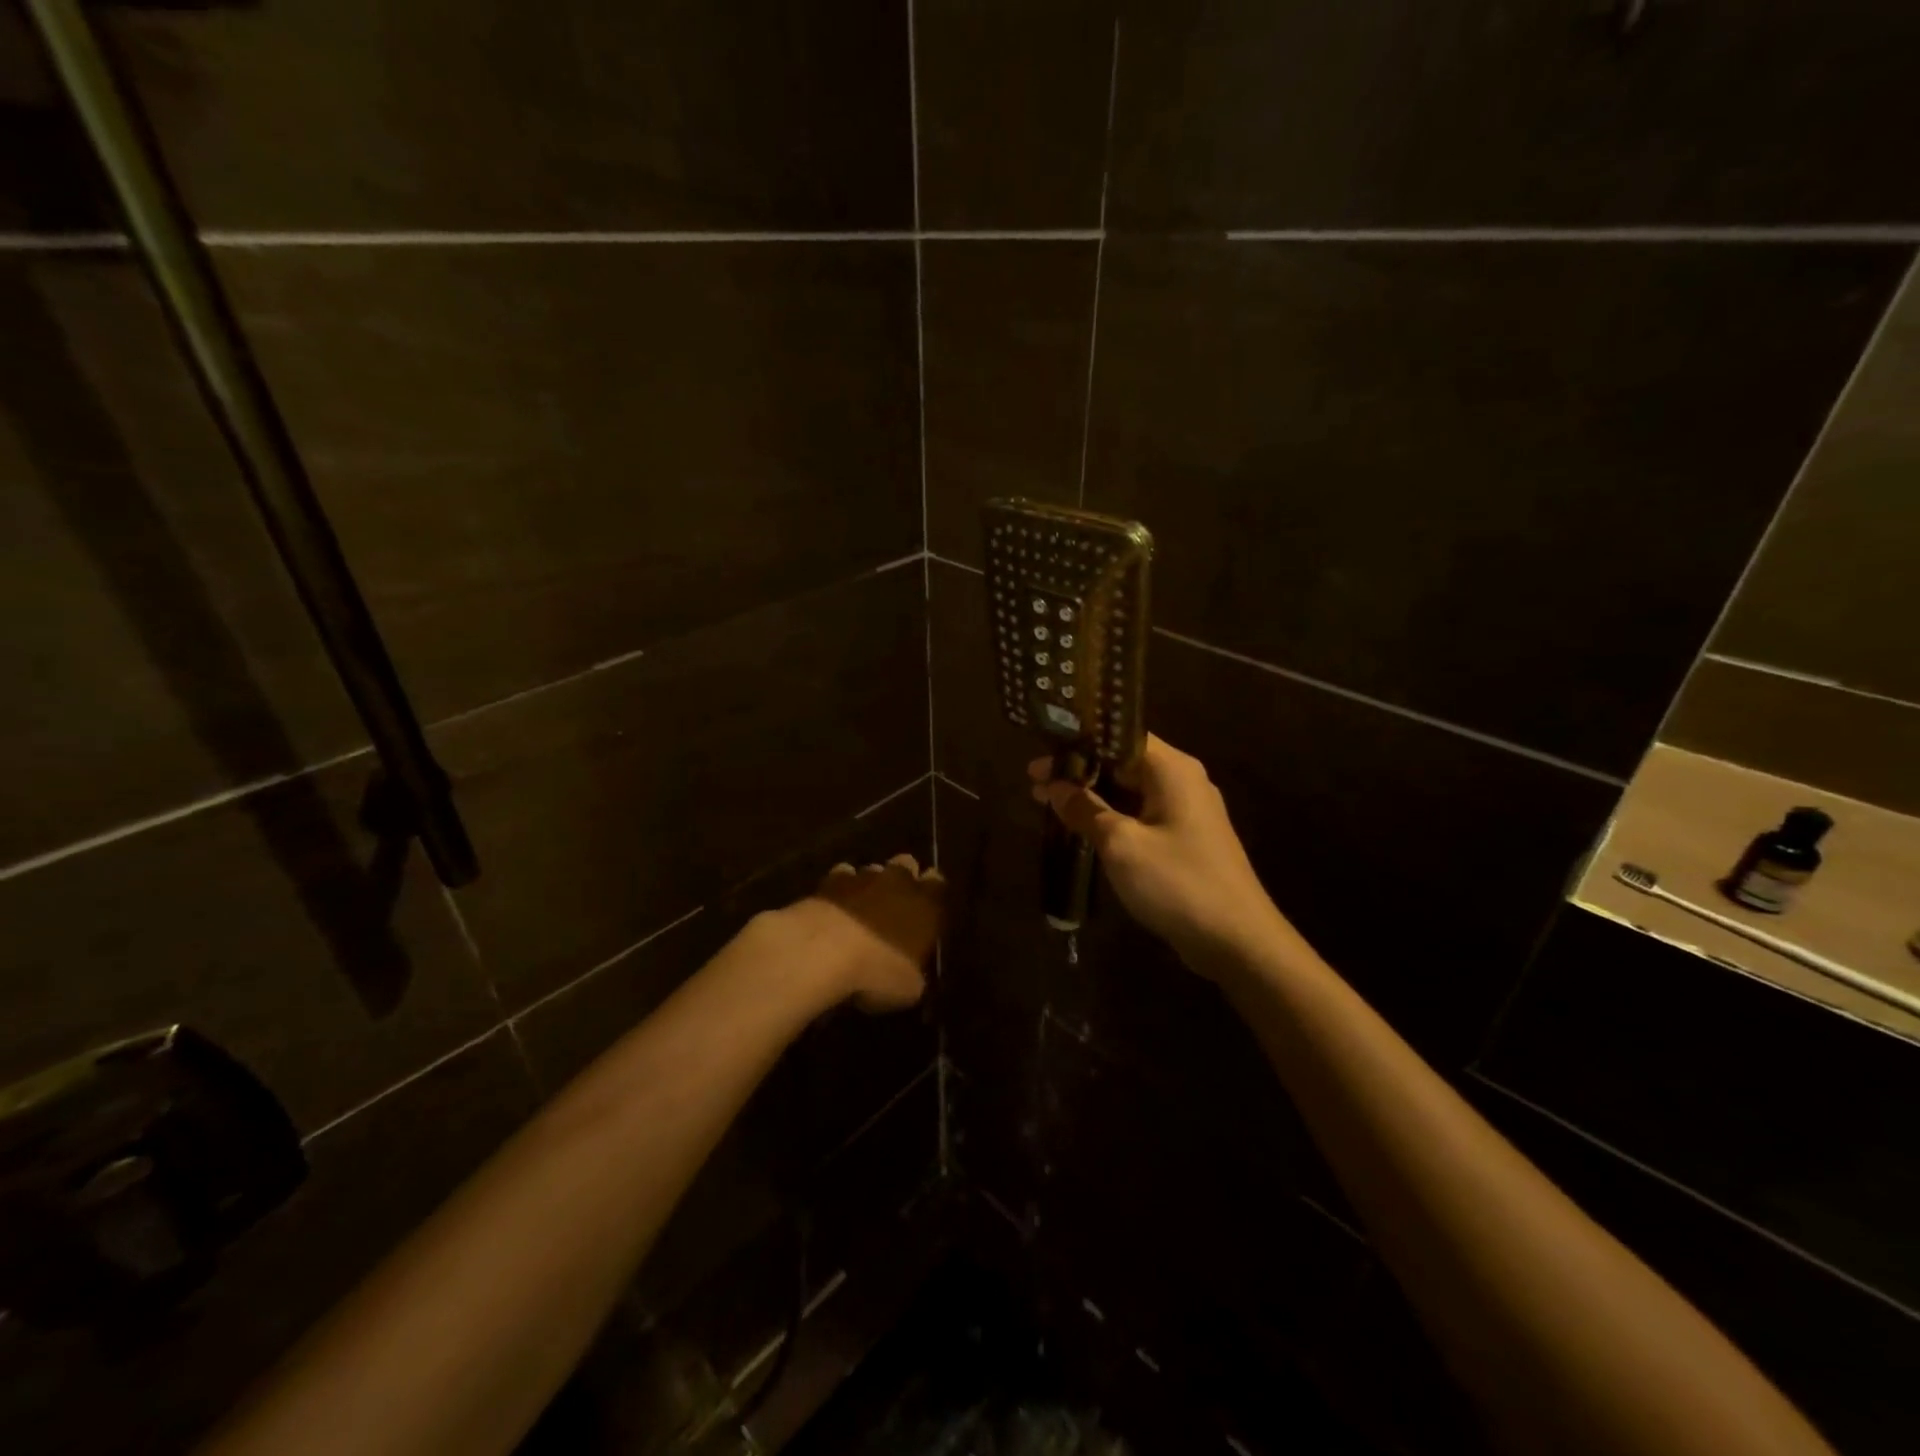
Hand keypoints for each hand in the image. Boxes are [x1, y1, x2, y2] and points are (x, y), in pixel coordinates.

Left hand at [757, 854, 943, 1012]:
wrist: (823, 952)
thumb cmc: (878, 970)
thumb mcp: (908, 987)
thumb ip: (914, 972)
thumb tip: (911, 973)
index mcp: (926, 904)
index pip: (937, 883)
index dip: (932, 891)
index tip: (928, 904)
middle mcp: (898, 882)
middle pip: (907, 864)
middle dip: (903, 878)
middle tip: (896, 901)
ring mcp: (862, 877)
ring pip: (873, 869)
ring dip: (870, 884)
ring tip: (862, 907)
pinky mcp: (829, 881)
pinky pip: (841, 876)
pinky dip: (840, 889)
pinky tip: (834, 907)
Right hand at [1030, 736, 1285, 974]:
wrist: (1237, 941)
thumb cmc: (1178, 882)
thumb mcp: (1121, 844)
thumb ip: (1085, 809)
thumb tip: (1055, 786)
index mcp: (1172, 770)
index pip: (1120, 735)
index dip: (1078, 742)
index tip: (1042, 753)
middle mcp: (1183, 781)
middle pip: (1123, 762)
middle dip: (1079, 770)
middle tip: (1035, 781)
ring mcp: (1187, 812)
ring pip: (1131, 791)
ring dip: (1093, 795)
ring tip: (1048, 801)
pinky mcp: (1186, 840)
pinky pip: (1141, 815)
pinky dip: (1112, 816)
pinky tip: (1082, 828)